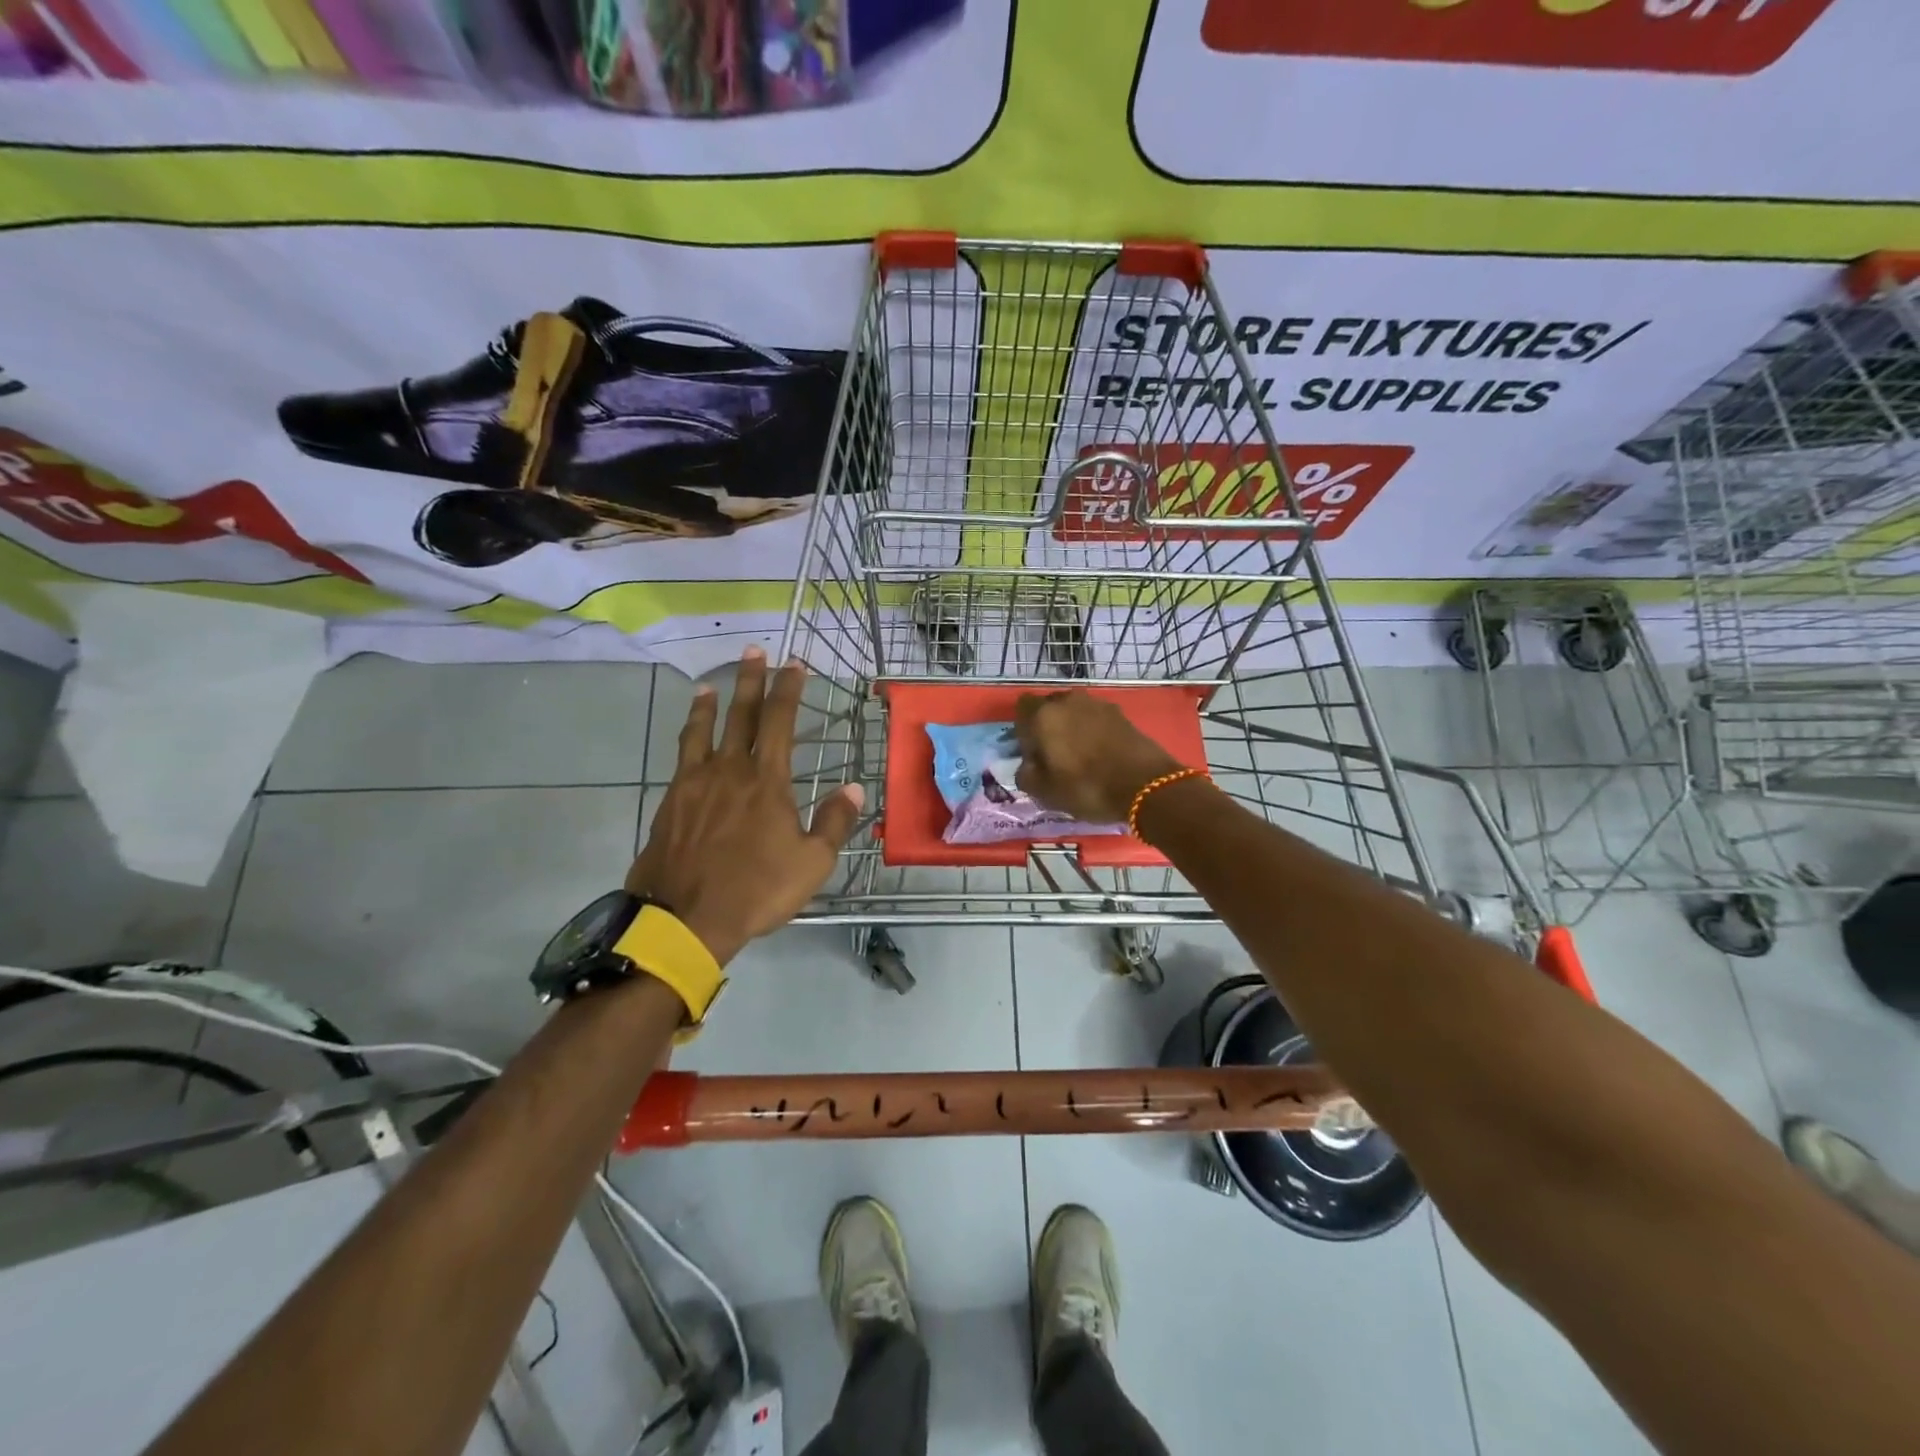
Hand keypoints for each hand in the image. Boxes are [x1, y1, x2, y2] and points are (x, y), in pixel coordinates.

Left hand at [625, 648, 863, 965]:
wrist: (685, 918)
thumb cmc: (756, 890)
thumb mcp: (811, 863)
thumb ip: (834, 822)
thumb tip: (854, 788)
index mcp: (766, 781)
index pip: (780, 721)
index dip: (788, 689)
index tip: (794, 664)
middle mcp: (729, 770)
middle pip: (741, 715)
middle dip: (751, 681)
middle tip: (754, 651)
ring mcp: (695, 783)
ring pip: (703, 731)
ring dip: (710, 704)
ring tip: (710, 685)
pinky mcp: (671, 801)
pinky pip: (682, 757)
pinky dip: (688, 737)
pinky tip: (689, 738)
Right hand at [1013, 691, 1183, 824]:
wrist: (1145, 786)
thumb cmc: (1086, 787)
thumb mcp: (1043, 792)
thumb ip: (1025, 773)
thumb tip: (1028, 764)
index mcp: (1043, 715)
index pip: (1022, 708)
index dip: (1023, 730)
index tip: (1031, 752)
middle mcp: (1068, 701)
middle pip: (1049, 707)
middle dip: (1048, 726)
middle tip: (1054, 755)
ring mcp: (1098, 705)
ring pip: (1074, 712)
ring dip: (1073, 728)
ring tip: (1081, 757)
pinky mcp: (1121, 714)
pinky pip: (1096, 720)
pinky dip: (1094, 733)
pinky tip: (1101, 755)